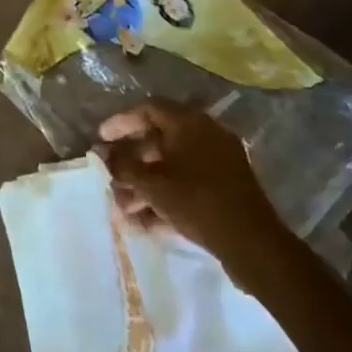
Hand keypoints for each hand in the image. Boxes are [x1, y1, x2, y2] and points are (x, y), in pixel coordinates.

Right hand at [93, 101, 286, 265]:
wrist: (251, 242)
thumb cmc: (196, 201)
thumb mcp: (152, 184)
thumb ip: (123, 166)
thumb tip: (103, 154)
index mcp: (189, 122)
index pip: (147, 109)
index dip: (120, 122)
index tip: (100, 138)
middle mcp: (206, 133)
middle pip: (159, 139)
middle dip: (131, 161)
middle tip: (111, 177)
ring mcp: (219, 160)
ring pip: (173, 166)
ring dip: (145, 184)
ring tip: (124, 207)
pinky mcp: (226, 187)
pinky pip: (188, 183)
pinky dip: (166, 196)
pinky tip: (146, 221)